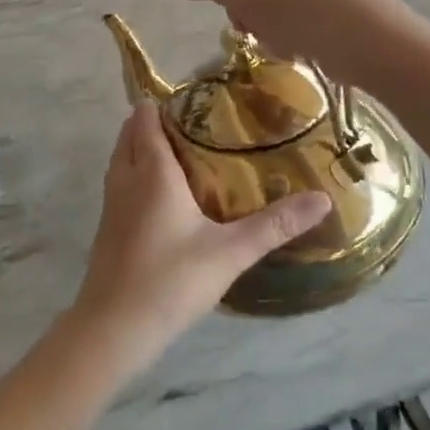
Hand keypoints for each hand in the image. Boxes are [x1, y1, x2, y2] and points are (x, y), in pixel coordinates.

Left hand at [72, 103, 329, 370]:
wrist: (113, 328)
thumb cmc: (171, 280)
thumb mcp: (231, 252)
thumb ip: (275, 225)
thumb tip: (321, 198)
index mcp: (152, 171)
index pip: (146, 117)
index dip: (165, 103)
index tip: (198, 101)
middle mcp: (126, 178)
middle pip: (130, 132)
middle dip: (156, 122)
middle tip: (198, 126)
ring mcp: (111, 203)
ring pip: (122, 158)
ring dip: (144, 147)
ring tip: (185, 154)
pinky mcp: (107, 227)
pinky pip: (120, 182)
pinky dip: (137, 173)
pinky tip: (166, 196)